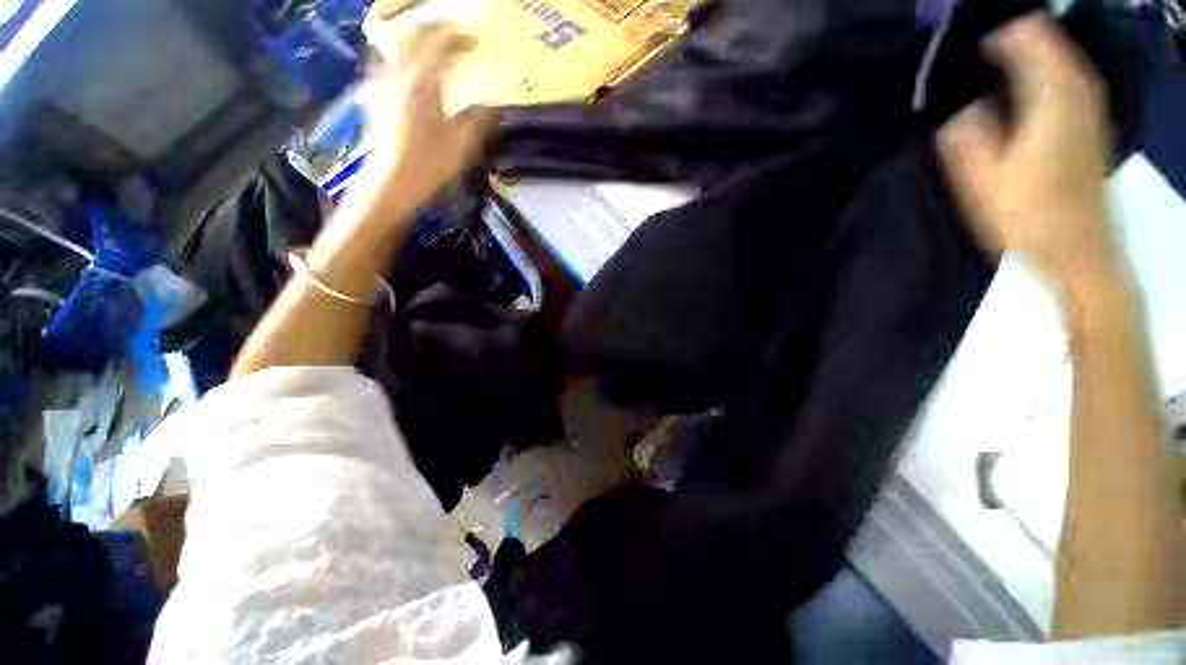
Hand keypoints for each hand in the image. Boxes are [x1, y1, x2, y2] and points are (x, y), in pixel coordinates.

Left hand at [359, 25, 498, 203]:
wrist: (388, 185)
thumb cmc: (427, 166)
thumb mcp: (461, 146)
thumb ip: (479, 121)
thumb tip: (494, 106)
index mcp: (421, 82)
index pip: (440, 45)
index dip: (459, 38)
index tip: (476, 41)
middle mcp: (397, 75)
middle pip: (415, 39)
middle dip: (437, 36)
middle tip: (456, 42)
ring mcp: (382, 85)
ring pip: (398, 50)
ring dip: (419, 46)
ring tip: (435, 54)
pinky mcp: (374, 99)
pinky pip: (389, 67)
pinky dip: (404, 62)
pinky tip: (410, 76)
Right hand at [939, 14, 1116, 290]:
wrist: (1079, 254)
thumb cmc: (1029, 220)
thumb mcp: (983, 184)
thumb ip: (969, 140)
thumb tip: (964, 111)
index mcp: (1051, 106)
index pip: (1032, 46)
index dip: (1005, 37)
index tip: (978, 44)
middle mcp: (1078, 100)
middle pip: (1056, 49)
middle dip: (1025, 39)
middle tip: (992, 47)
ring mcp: (1092, 116)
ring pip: (1070, 66)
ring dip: (1042, 55)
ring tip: (1012, 59)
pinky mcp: (1095, 133)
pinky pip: (1077, 86)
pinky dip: (1057, 76)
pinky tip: (1041, 88)